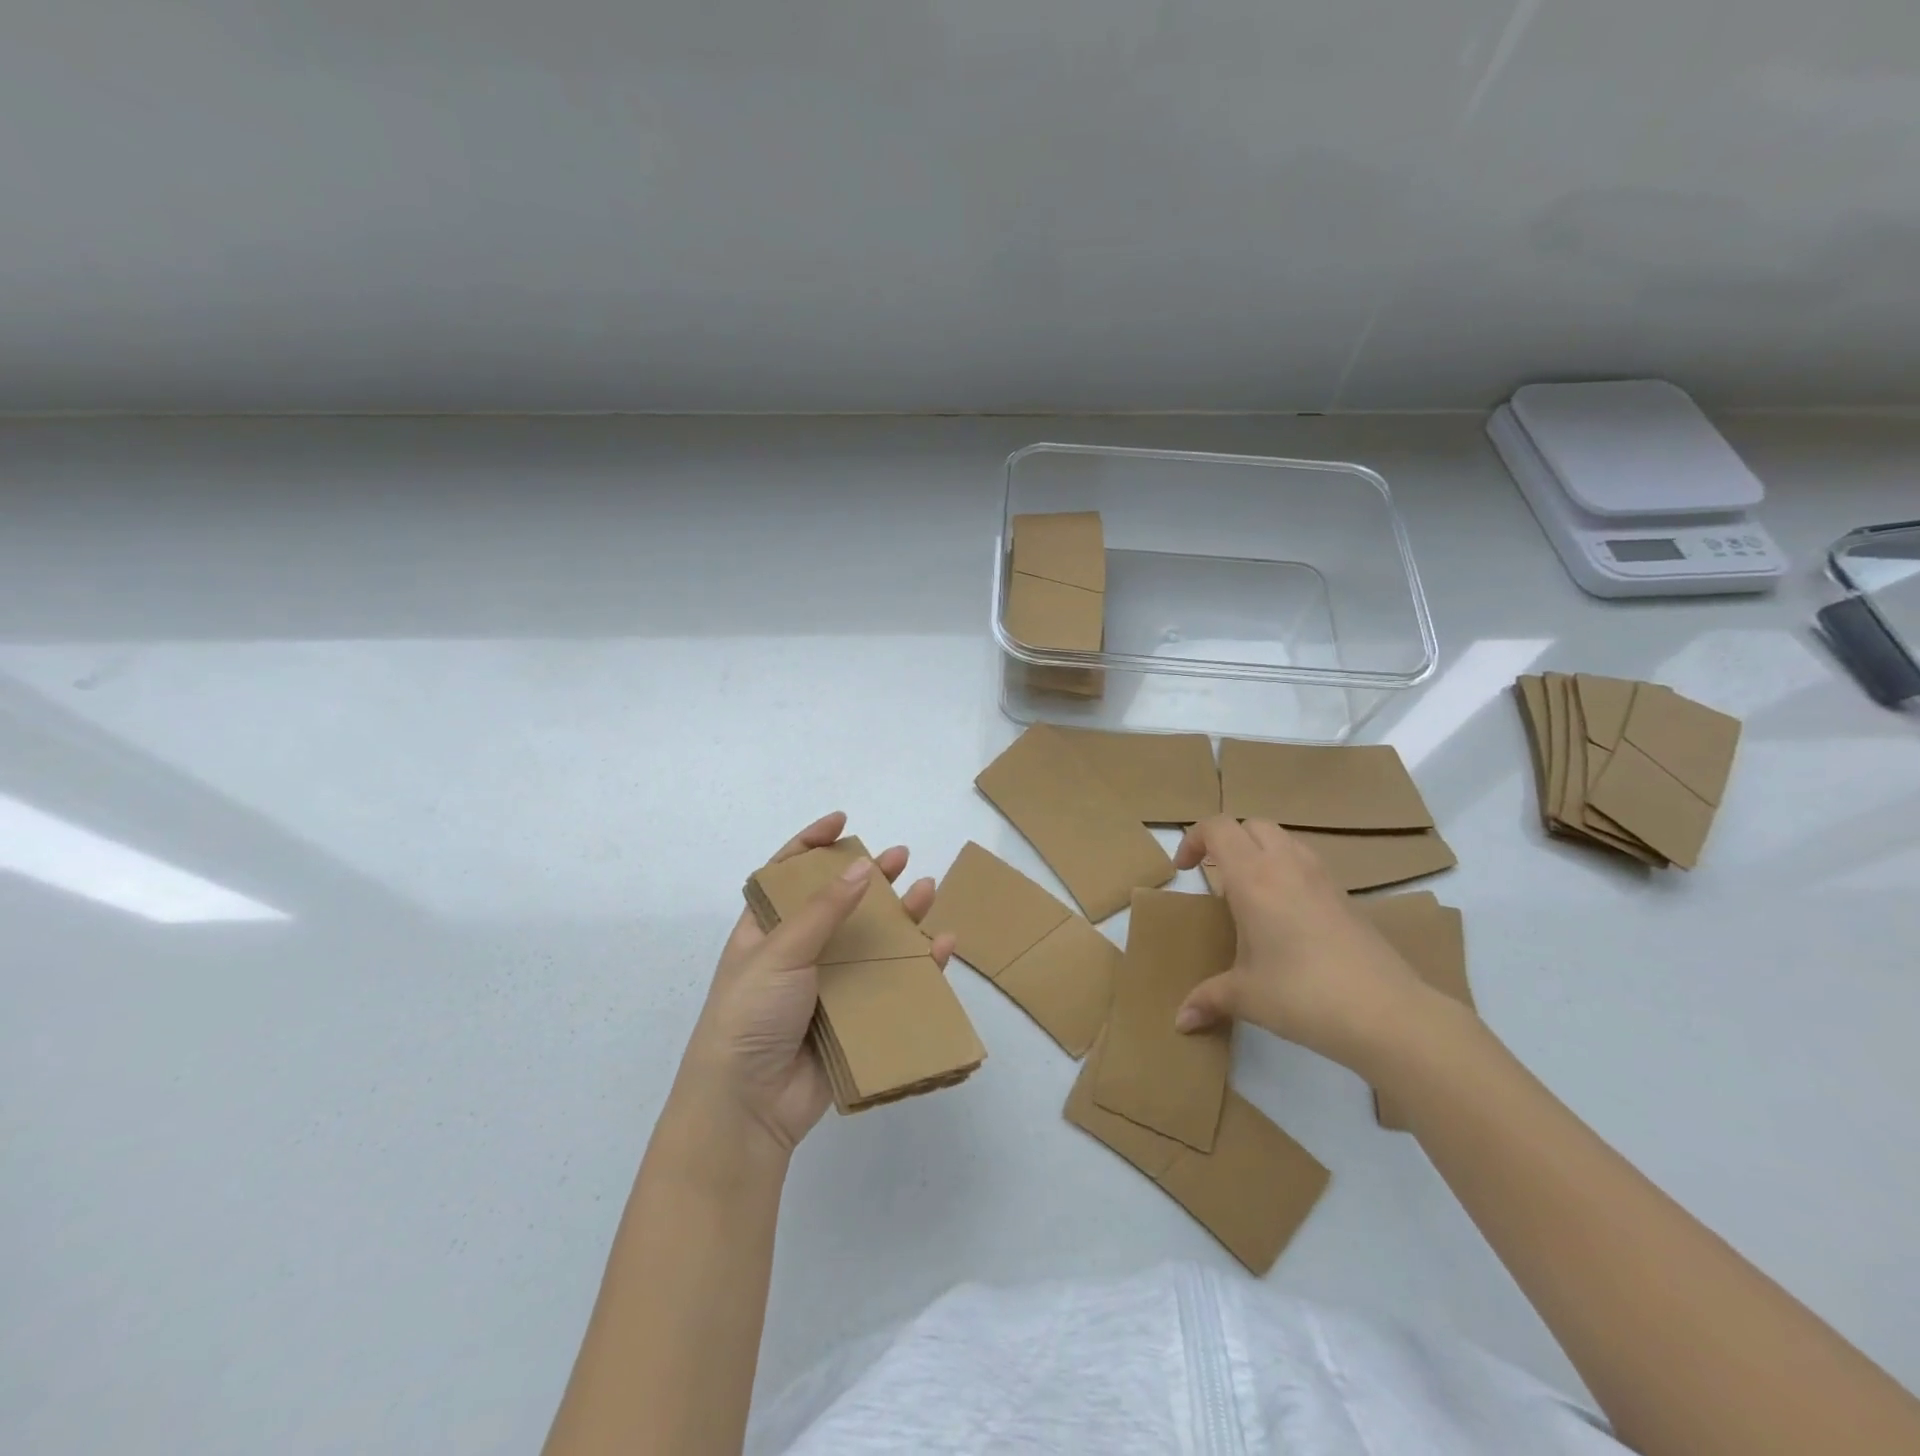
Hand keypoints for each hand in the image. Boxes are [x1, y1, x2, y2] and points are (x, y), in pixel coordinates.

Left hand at [672, 812, 956, 1154]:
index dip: (812, 843)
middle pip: (839, 902)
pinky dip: (917, 964)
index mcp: (765, 930)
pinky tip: (941, 946)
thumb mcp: (779, 952)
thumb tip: (861, 866)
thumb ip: (824, 910)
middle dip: (869, 877)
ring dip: (900, 915)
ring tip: (927, 890)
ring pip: (871, 940)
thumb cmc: (749, 1015)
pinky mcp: (853, 1017)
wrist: (748, 1107)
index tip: (843, 821)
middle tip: (900, 856)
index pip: (787, 874)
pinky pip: (890, 983)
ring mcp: (827, 985)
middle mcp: (797, 952)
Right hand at [1172, 815, 1426, 1073]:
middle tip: (1216, 876)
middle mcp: (1287, 865)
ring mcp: (1322, 878)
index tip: (1185, 870)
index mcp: (1253, 877)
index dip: (1194, 839)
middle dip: (1228, 841)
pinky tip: (1286, 914)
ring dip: (1260, 851)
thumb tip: (1181, 1021)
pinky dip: (1288, 871)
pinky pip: (1308, 863)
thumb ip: (1208, 999)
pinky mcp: (1347, 897)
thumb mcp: (1247, 997)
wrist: (1387, 1014)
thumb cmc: (1303, 996)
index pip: (1218, 828)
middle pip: (1251, 825)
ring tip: (1250, 892)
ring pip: (1284, 839)